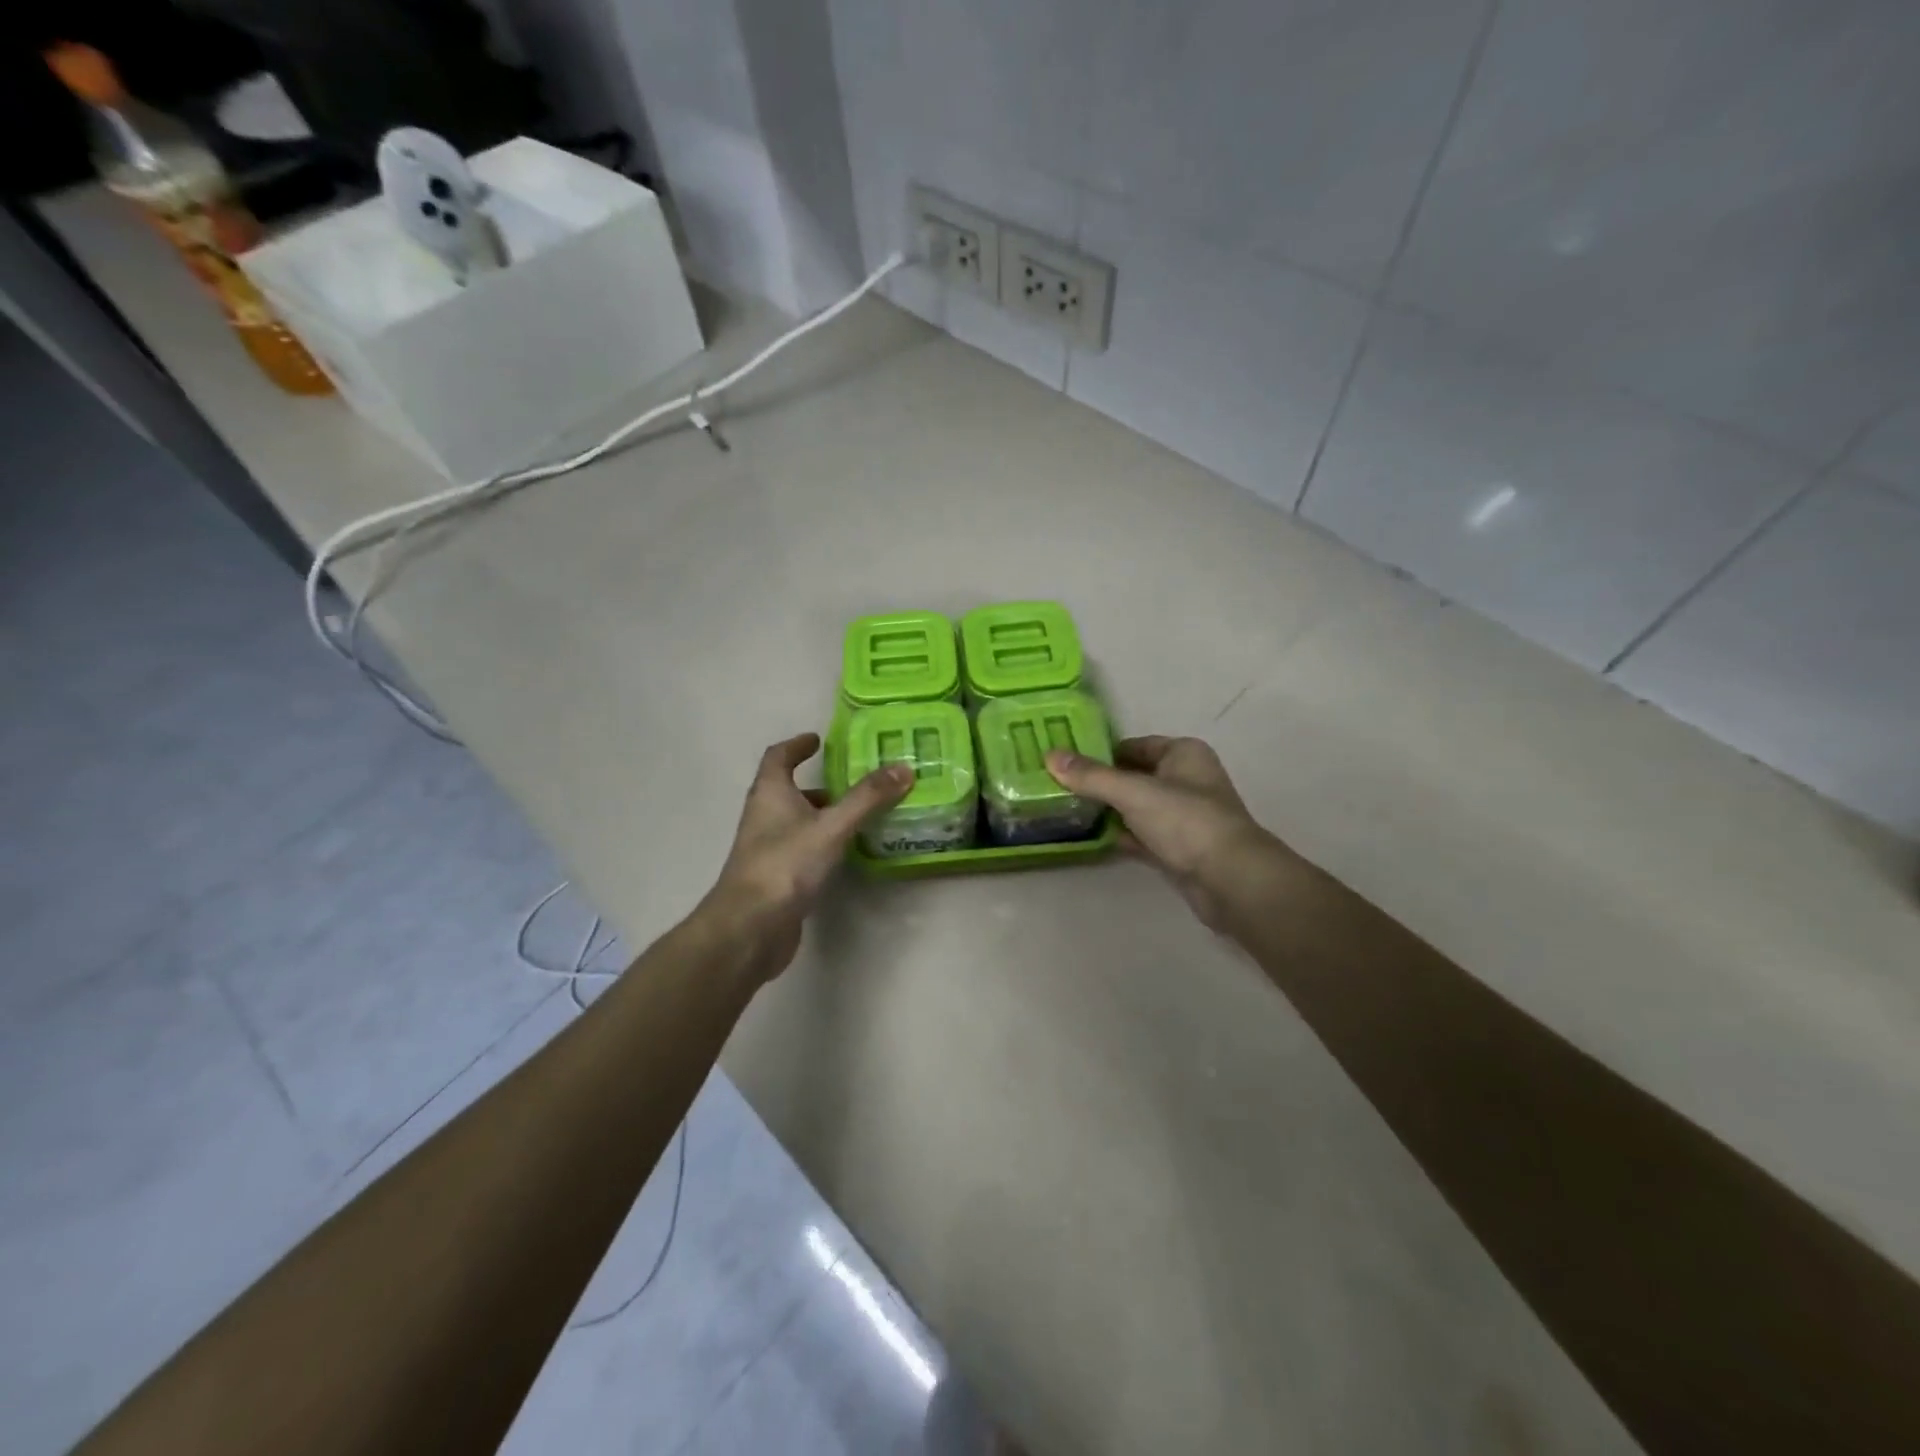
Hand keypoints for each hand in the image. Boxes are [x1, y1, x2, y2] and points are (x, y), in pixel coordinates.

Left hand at [704, 733, 911, 981]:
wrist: (750, 928)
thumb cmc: (785, 865)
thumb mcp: (831, 827)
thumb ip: (867, 798)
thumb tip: (903, 767)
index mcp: (770, 794)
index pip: (778, 757)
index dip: (796, 745)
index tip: (818, 740)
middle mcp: (764, 817)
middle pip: (789, 791)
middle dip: (820, 784)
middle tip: (855, 782)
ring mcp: (768, 849)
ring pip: (797, 822)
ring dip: (823, 815)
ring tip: (860, 816)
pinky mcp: (777, 878)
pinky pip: (803, 849)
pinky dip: (823, 844)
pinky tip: (847, 854)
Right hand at [1046, 736, 1281, 931]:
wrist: (1229, 879)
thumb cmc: (1185, 821)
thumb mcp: (1133, 792)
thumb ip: (1091, 776)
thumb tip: (1050, 755)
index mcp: (1183, 754)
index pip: (1134, 745)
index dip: (1100, 752)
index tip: (1065, 762)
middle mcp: (1185, 780)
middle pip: (1133, 776)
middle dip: (1100, 783)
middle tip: (1058, 786)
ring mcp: (1183, 817)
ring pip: (1136, 807)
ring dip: (1108, 811)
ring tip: (1066, 810)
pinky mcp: (1178, 849)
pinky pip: (1141, 835)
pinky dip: (1120, 835)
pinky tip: (1090, 838)